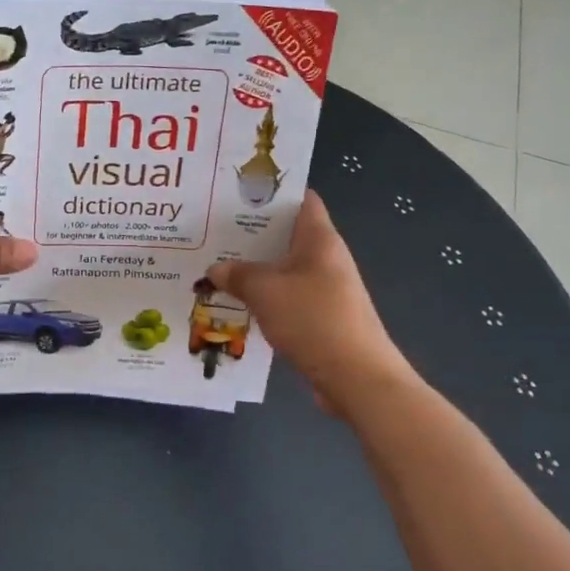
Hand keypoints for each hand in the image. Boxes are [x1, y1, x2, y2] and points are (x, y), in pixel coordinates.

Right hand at [207, 192, 411, 413]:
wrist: (357, 378)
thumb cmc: (313, 319)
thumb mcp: (264, 291)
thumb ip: (236, 274)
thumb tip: (214, 269)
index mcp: (319, 239)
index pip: (301, 199)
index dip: (273, 192)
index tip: (237, 192)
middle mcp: (326, 258)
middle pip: (287, 234)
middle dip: (251, 233)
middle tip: (213, 230)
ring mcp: (326, 289)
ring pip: (283, 268)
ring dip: (255, 268)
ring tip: (216, 265)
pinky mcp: (321, 317)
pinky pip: (287, 297)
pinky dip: (264, 297)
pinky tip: (235, 302)